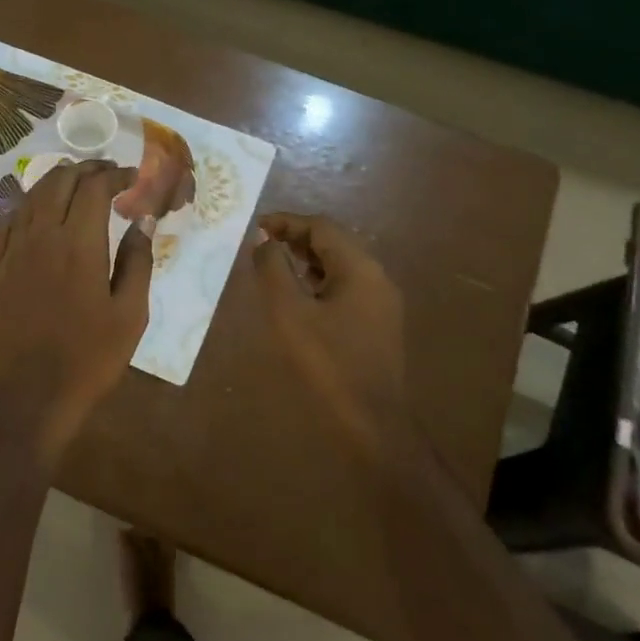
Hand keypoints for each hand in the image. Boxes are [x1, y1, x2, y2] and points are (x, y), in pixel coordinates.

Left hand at [0, 161, 153, 456]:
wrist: (27, 398)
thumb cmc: (88, 360)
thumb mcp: (129, 315)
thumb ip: (138, 263)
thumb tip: (142, 223)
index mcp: (78, 244)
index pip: (95, 187)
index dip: (116, 174)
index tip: (132, 178)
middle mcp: (40, 237)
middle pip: (59, 182)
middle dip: (86, 170)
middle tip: (106, 174)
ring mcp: (10, 253)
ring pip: (29, 198)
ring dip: (54, 182)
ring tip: (74, 184)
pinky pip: (6, 224)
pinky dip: (26, 209)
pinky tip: (35, 215)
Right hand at [251, 213, 407, 446]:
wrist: (372, 418)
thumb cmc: (327, 361)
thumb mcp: (289, 313)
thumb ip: (273, 270)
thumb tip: (264, 241)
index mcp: (359, 267)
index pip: (322, 227)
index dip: (287, 222)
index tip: (256, 227)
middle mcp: (377, 275)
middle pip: (335, 241)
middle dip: (297, 238)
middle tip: (263, 245)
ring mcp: (382, 300)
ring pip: (342, 264)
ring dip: (308, 259)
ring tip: (276, 267)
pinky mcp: (379, 321)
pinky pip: (348, 286)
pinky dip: (321, 280)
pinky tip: (301, 297)